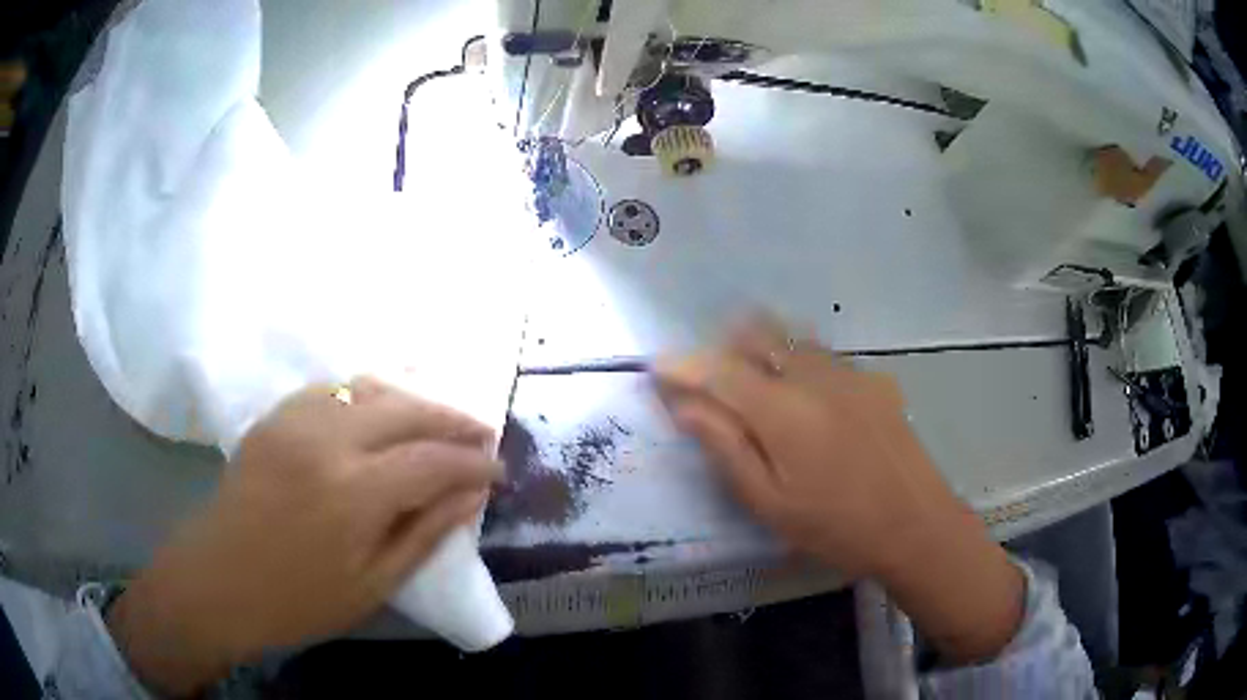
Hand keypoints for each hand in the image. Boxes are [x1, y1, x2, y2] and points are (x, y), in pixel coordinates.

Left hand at [107, 378, 502, 695]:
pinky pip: (334, 388)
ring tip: (439, 420)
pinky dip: (370, 394)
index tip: (498, 471)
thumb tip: (470, 495)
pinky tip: (382, 413)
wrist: (217, 581)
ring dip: (414, 398)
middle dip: (453, 418)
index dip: (474, 464)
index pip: (433, 461)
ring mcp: (296, 419)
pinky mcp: (275, 416)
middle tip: (482, 435)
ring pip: (371, 386)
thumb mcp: (373, 584)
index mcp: (354, 493)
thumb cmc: (297, 600)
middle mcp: (327, 440)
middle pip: (407, 407)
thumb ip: (424, 532)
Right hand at [655, 315, 1024, 662]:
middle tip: (708, 376)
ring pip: (792, 339)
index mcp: (783, 411)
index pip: (719, 369)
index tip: (657, 366)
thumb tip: (684, 405)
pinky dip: (798, 362)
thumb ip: (724, 446)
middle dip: (722, 345)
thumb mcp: (768, 502)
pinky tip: (807, 401)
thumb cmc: (836, 526)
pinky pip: (823, 356)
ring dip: (761, 348)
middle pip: (758, 333)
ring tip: (752, 383)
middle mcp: (815, 375)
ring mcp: (850, 372)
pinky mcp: (874, 379)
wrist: (916, 524)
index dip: (683, 363)